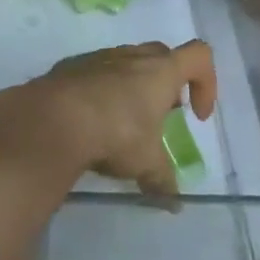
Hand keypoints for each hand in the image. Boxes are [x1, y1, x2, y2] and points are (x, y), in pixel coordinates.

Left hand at [0, 41, 216, 195]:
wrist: (52, 118)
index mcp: (160, 70)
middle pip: (162, 56)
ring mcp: (100, 57)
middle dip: (168, 84)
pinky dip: (102, 92)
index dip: (207, 82)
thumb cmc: (114, 132)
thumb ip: (163, 180)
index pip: (199, 56)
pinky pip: (96, 72)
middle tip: (161, 117)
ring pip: (127, 62)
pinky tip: (91, 121)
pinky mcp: (71, 66)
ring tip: (123, 124)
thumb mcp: (145, 163)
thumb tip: (174, 204)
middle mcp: (133, 55)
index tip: (196, 116)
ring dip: (133, 87)